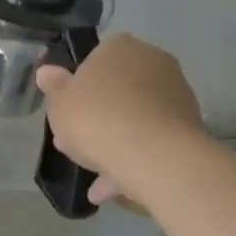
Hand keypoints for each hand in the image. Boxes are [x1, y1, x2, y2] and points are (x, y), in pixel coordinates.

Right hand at [36, 34, 205, 204]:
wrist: (150, 154)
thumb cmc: (96, 117)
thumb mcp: (60, 103)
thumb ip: (54, 87)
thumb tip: (47, 72)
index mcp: (121, 47)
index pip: (96, 58)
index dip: (78, 86)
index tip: (67, 110)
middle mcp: (154, 62)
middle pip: (118, 89)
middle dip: (97, 116)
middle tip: (74, 142)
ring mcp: (175, 94)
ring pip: (135, 118)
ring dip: (114, 142)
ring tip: (92, 175)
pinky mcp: (188, 126)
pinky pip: (151, 140)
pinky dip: (132, 160)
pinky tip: (110, 188)